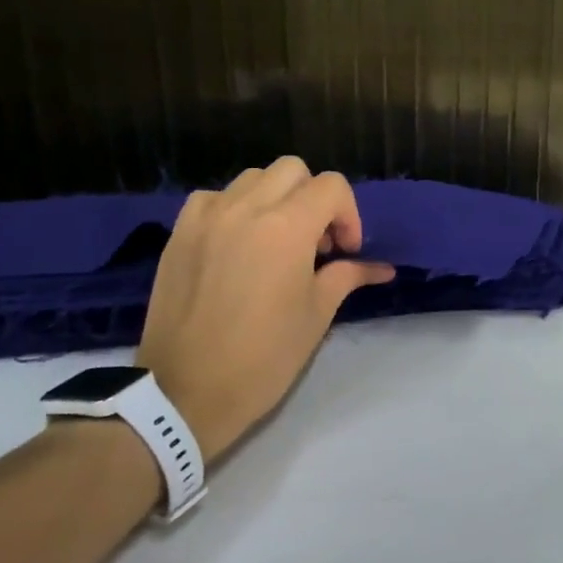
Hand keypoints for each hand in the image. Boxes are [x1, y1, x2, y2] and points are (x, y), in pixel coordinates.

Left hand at [136, 158, 395, 459]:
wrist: (186, 392)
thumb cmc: (264, 357)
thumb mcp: (317, 315)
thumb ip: (348, 276)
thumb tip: (382, 268)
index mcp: (287, 227)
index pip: (331, 187)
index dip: (348, 215)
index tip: (345, 252)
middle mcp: (246, 208)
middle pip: (293, 170)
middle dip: (314, 198)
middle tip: (316, 243)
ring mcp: (207, 217)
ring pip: (253, 178)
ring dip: (275, 198)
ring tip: (277, 240)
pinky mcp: (179, 233)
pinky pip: (214, 197)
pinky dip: (234, 208)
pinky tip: (237, 242)